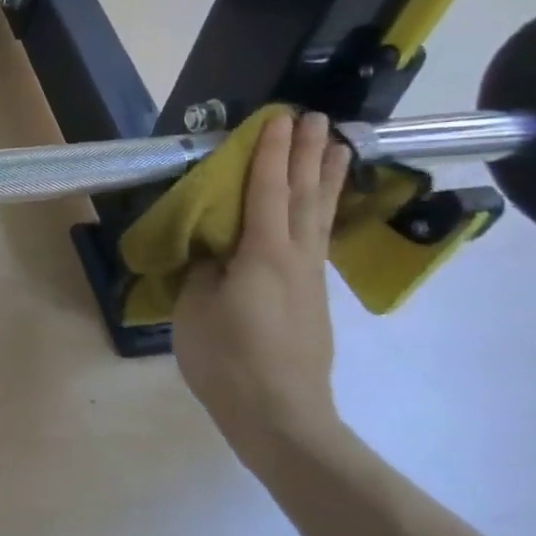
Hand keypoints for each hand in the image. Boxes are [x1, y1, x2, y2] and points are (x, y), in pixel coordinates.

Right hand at [172, 112, 350, 460]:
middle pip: (303, 196)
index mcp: (263, 254)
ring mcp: (309, 280)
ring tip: (339, 148)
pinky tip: (318, 212)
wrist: (280, 416)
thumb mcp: (197, 306)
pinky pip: (316, 240)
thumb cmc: (228, 357)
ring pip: (319, 217)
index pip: (266, 190)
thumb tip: (214, 252)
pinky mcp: (311, 301)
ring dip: (327, 180)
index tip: (278, 119)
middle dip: (310, 155)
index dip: (269, 154)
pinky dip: (319, 213)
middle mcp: (295, 258)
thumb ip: (206, 269)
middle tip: (319, 119)